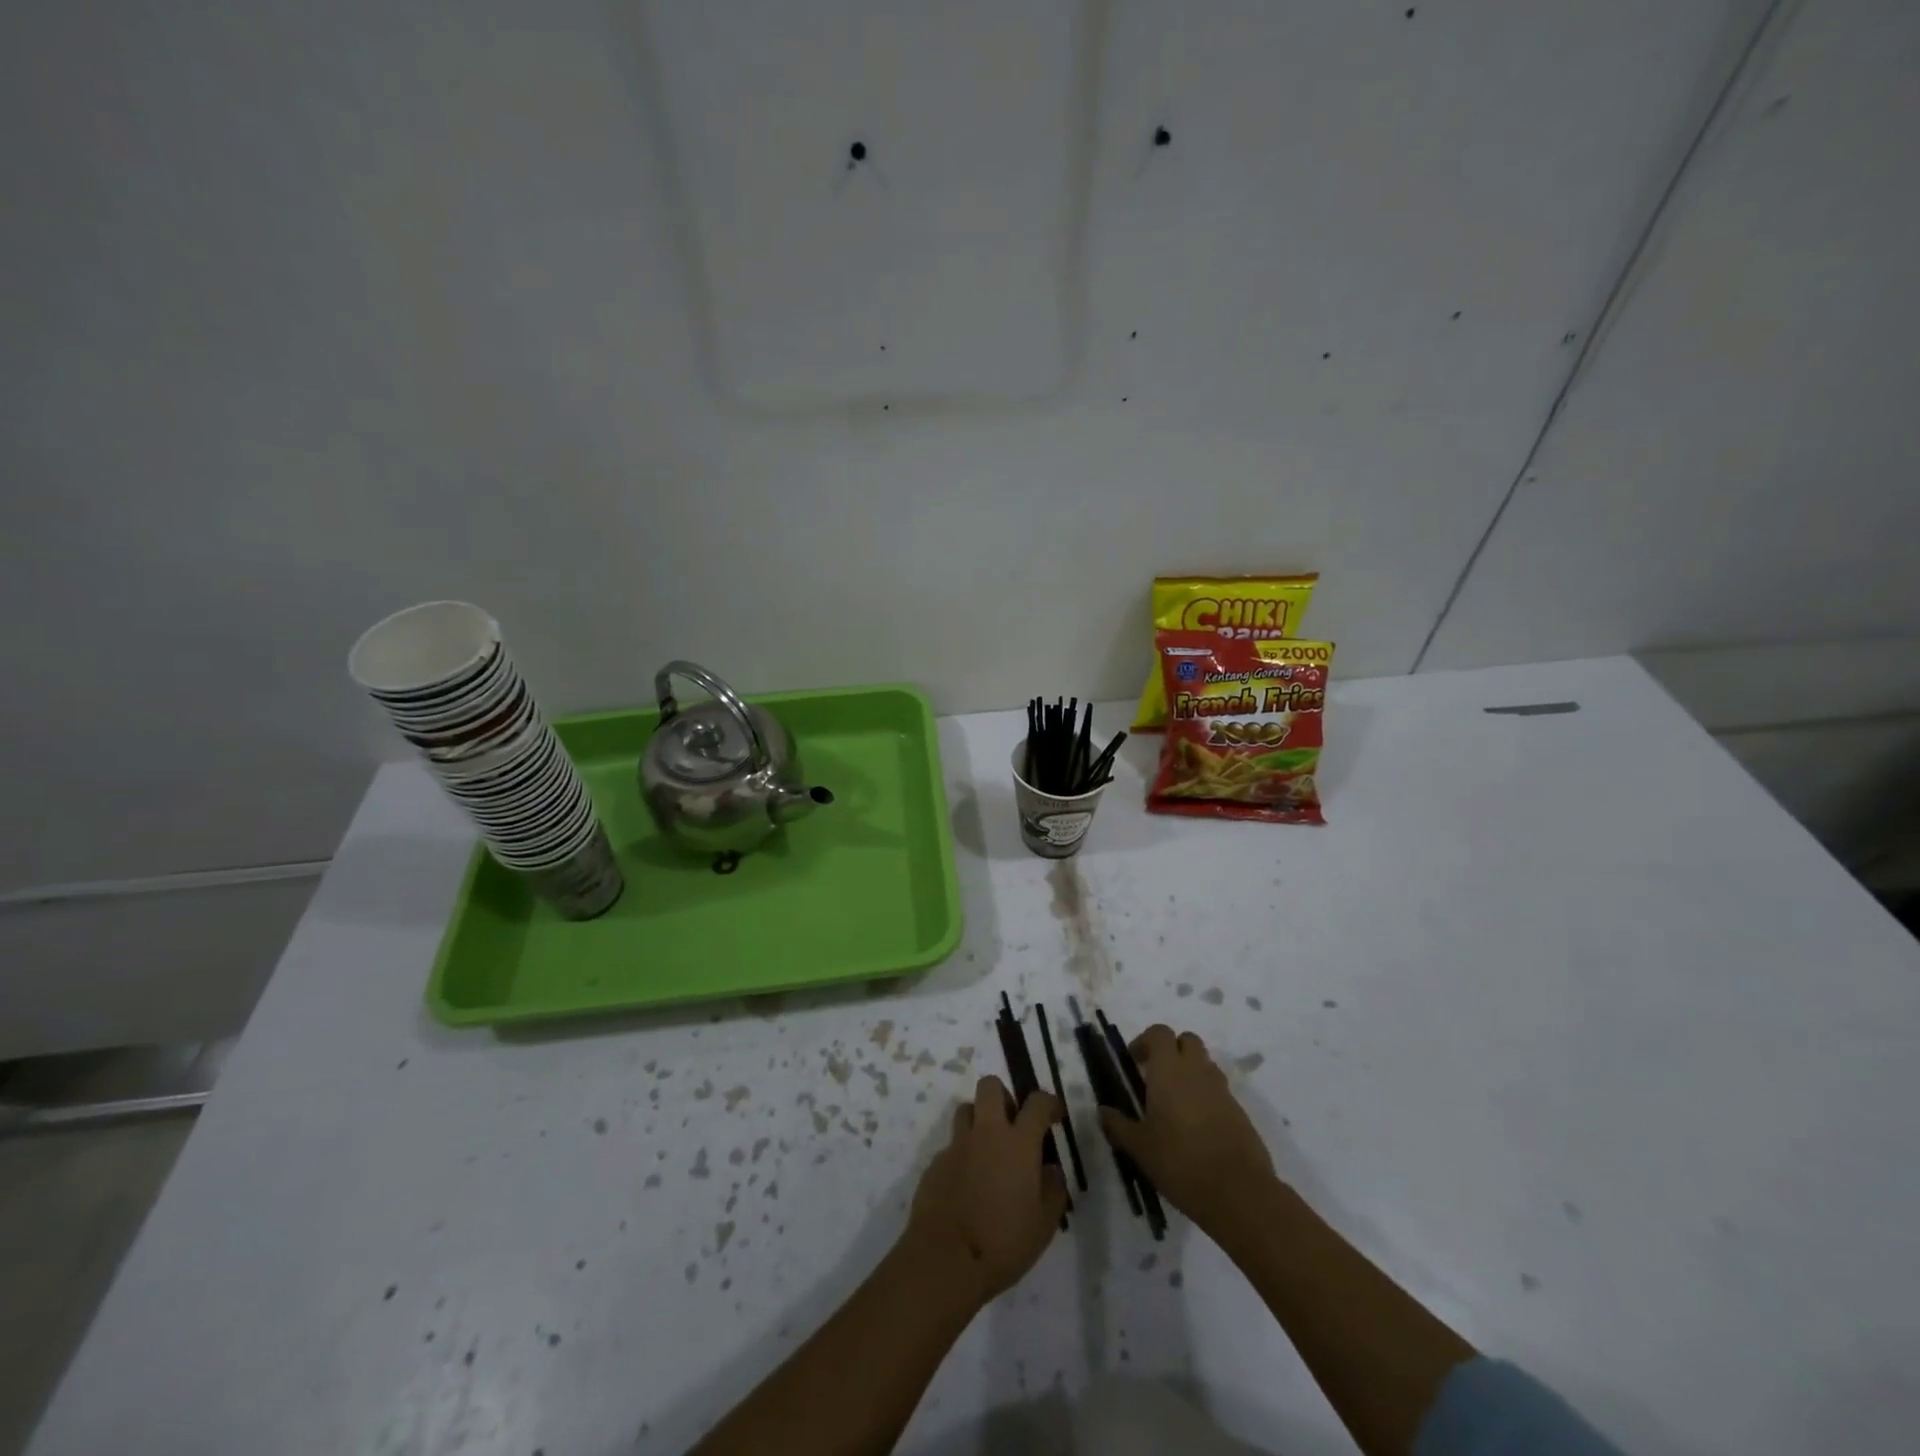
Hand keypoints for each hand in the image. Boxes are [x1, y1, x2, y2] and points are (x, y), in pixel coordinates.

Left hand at [903, 1075, 1069, 1306]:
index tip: (1054, 1116)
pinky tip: (967, 1184)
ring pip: (966, 1110)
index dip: (1049, 1103)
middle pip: (990, 1086)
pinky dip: (962, 1156)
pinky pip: (951, 1146)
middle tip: (1013, 1124)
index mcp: (1018, 1143)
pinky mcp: (935, 1163)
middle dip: (1003, 1096)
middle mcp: (986, 1133)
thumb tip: (1051, 1169)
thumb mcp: (1044, 1225)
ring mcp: (957, 1146)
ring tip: (988, 1150)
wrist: (945, 1260)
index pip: (1037, 1103)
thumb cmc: (1003, 1243)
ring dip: (978, 1120)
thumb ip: (1053, 1190)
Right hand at [1099, 1024, 1276, 1234]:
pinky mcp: (1240, 1111)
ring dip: (1190, 1072)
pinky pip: (1219, 1090)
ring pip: (1205, 1064)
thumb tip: (1102, 1110)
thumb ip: (1118, 1125)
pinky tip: (1197, 1127)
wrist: (1239, 1193)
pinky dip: (1206, 1096)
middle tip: (1155, 1076)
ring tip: (1175, 1103)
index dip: (1145, 1041)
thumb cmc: (1180, 1162)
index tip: (1134, 1062)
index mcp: (1168, 1070)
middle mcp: (1196, 1071)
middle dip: (1171, 1050)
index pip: (1159, 1033)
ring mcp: (1222, 1090)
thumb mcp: (1139, 1147)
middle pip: (1187, 1040)